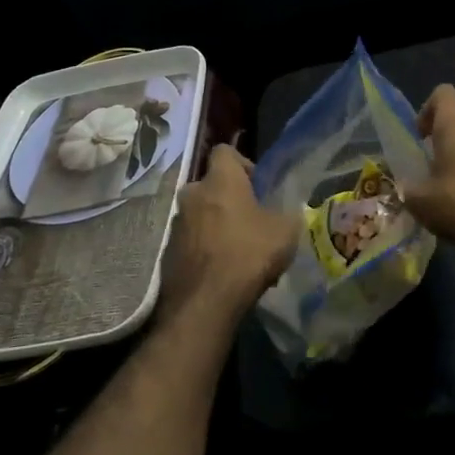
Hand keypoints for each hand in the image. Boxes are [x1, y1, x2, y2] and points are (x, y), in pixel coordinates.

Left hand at [161, 145, 295, 322]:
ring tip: (236, 250)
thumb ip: (287, 213)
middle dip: (229, 198)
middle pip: (211, 185)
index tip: (257, 186)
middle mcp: (192, 194)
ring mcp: (176, 223)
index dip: (243, 163)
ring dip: (215, 224)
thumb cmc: (248, 255)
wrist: (204, 303)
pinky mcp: (167, 252)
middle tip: (250, 221)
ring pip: (200, 213)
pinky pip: (191, 240)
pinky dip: (204, 247)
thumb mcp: (285, 231)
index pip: (224, 151)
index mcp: (220, 180)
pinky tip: (221, 270)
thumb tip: (287, 211)